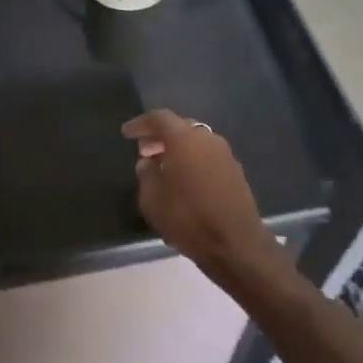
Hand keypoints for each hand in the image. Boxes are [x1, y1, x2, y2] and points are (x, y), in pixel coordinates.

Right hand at [123, 110, 279, 278]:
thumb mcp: (152, 198)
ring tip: (161, 167)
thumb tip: (148, 162)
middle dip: (160, 136)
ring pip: (196, 142)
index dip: (140, 124)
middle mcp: (207, 139)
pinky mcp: (235, 173)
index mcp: (185, 139)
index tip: (127, 134)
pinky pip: (207, 157)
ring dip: (177, 149)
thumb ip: (146, 174)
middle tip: (143, 150)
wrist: (235, 244)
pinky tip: (182, 180)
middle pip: (180, 127)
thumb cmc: (187, 218)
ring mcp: (225, 155)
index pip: (159, 118)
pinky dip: (192, 161)